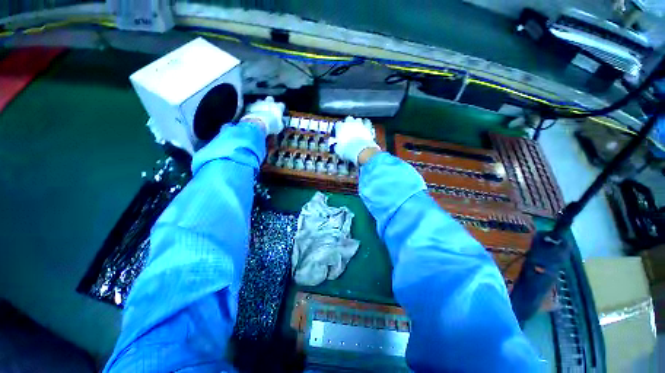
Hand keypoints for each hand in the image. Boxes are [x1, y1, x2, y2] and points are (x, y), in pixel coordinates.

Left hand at [241, 96, 285, 134]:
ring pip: (260, 101)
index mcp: (277, 107)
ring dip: (261, 105)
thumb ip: (280, 122)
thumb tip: (280, 122)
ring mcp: (259, 103)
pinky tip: (254, 114)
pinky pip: (253, 105)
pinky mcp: (251, 105)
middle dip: (270, 102)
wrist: (258, 124)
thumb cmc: (272, 125)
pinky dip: (254, 108)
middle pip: (270, 98)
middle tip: (270, 108)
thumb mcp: (279, 126)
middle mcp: (269, 102)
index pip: (281, 105)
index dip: (281, 108)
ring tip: (261, 111)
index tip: (280, 112)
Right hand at [328, 117, 379, 164]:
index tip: (339, 133)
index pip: (337, 125)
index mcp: (340, 128)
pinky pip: (367, 122)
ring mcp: (359, 123)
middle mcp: (349, 123)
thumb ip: (336, 146)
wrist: (362, 151)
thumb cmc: (348, 151)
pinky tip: (366, 128)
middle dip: (348, 123)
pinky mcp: (368, 127)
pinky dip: (366, 124)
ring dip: (357, 123)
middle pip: (348, 119)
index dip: (338, 129)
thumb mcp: (338, 151)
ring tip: (357, 129)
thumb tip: (336, 146)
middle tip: (348, 130)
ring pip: (357, 120)